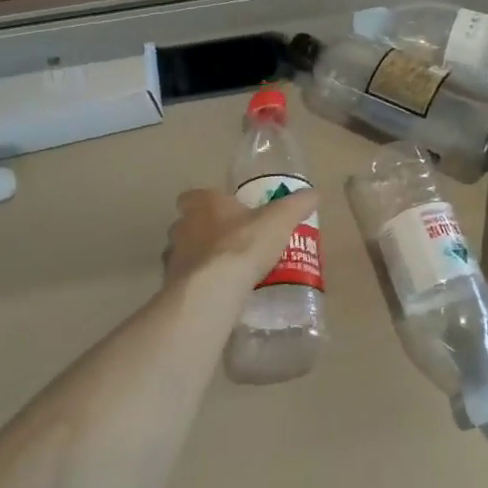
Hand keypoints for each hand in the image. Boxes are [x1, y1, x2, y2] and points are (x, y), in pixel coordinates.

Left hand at [164, 188, 317, 302]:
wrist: (213, 289)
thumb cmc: (244, 244)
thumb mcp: (280, 220)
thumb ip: (297, 205)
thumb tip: (314, 193)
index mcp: (203, 204)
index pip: (194, 196)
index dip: (208, 203)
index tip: (226, 212)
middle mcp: (182, 226)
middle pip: (188, 225)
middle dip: (205, 232)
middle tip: (231, 242)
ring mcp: (173, 258)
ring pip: (185, 254)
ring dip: (200, 260)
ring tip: (227, 272)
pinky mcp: (173, 286)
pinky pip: (186, 282)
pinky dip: (199, 286)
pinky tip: (219, 294)